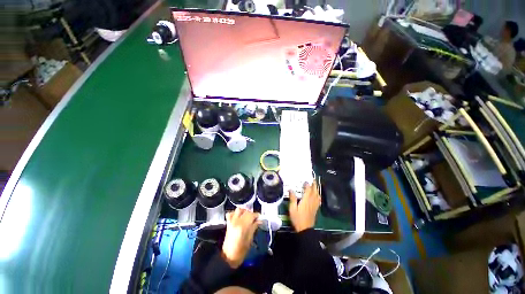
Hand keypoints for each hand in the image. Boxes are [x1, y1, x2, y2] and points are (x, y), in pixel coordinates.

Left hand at [221, 208, 259, 268]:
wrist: (228, 257)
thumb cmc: (241, 251)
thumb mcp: (250, 240)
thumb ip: (254, 228)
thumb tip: (259, 221)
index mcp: (243, 226)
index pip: (251, 215)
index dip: (257, 215)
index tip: (260, 218)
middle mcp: (236, 221)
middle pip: (246, 211)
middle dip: (252, 213)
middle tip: (255, 218)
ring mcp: (231, 221)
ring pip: (239, 210)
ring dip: (244, 211)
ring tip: (248, 216)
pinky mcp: (228, 223)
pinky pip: (231, 213)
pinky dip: (235, 213)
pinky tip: (239, 217)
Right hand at [289, 181, 320, 232]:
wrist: (305, 229)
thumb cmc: (297, 218)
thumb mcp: (292, 209)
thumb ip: (292, 198)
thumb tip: (291, 189)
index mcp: (306, 200)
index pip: (308, 190)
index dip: (307, 185)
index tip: (305, 181)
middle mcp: (312, 201)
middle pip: (314, 191)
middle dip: (314, 185)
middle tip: (313, 179)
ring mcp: (315, 205)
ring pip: (318, 195)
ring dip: (317, 189)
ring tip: (316, 185)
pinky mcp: (316, 209)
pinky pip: (319, 200)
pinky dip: (319, 196)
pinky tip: (318, 195)